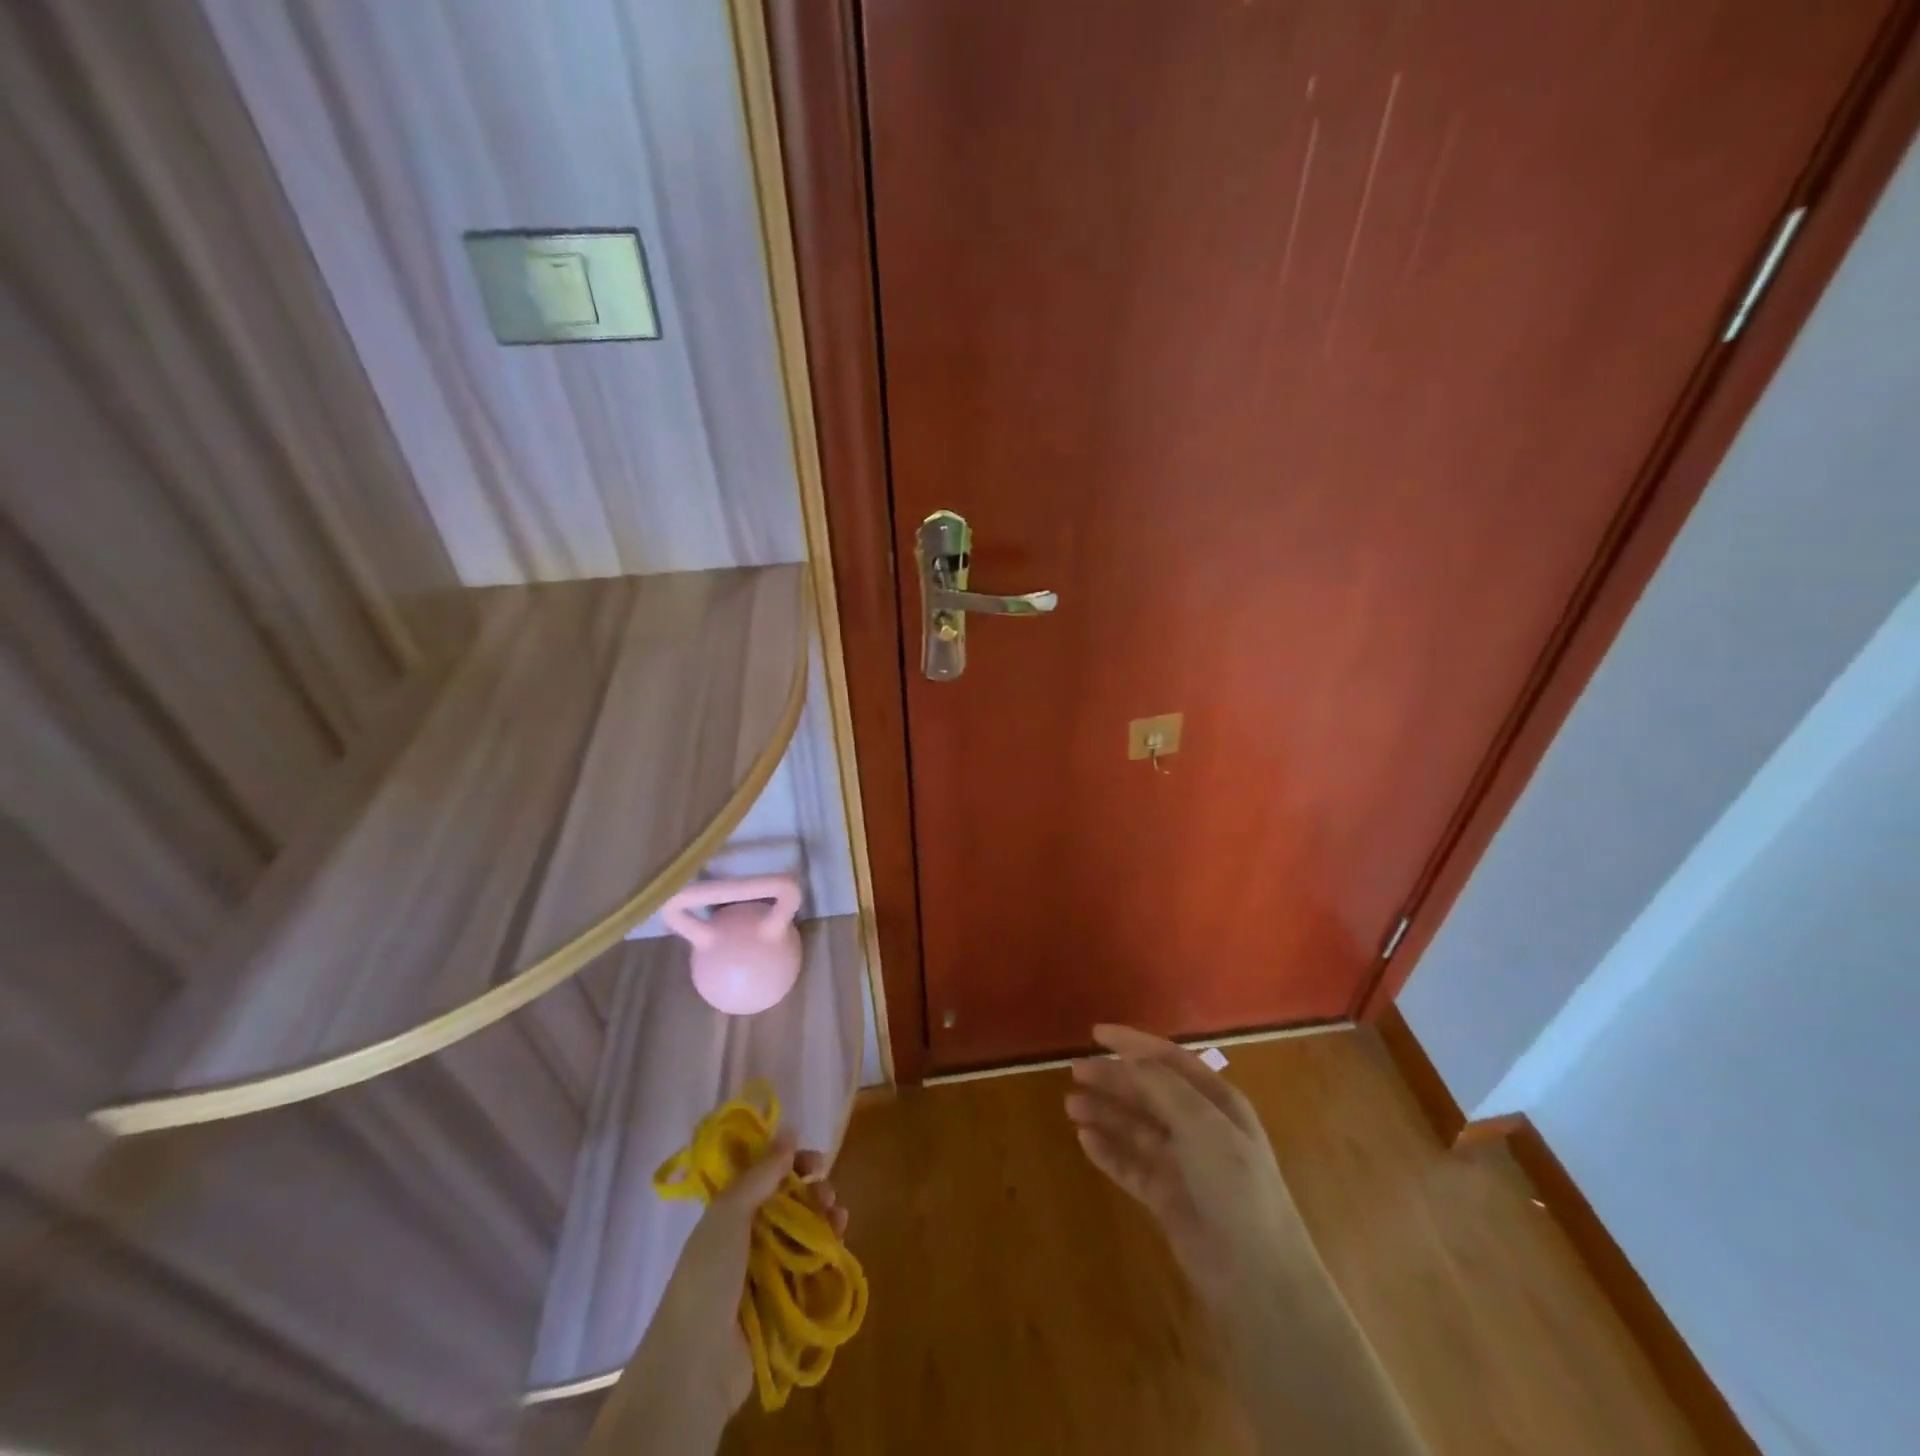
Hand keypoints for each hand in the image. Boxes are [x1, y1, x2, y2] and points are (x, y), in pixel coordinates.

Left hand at [661, 1136, 849, 1411]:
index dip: (790, 1163)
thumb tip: (788, 1128)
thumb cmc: (708, 1277)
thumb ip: (761, 1173)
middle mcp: (747, 1238)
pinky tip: (840, 1238)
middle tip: (827, 1194)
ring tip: (838, 1216)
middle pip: (789, 1203)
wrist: (696, 1364)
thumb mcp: (729, 1214)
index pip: (765, 1176)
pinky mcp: (783, 1301)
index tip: (814, 1161)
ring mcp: (765, 1271)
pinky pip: (811, 1266)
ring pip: (803, 1232)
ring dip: (824, 1218)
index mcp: (728, 1213)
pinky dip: (827, 1249)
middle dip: (813, 1191)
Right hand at [1069, 1027, 1430, 1452]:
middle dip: (1113, 1079)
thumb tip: (1129, 1058)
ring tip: (1071, 1106)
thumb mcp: (1203, 1125)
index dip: (1133, 1043)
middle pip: (1148, 1092)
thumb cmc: (1236, 1188)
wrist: (1257, 1278)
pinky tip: (1085, 1141)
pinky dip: (1109, 1151)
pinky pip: (1131, 1165)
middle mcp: (1199, 1127)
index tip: (1096, 1033)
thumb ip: (1164, 1087)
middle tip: (1075, 1071)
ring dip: (1105, 1113)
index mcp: (1216, 1102)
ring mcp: (1182, 1164)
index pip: (1169, 1060)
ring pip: (1135, 1127)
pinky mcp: (1167, 1198)